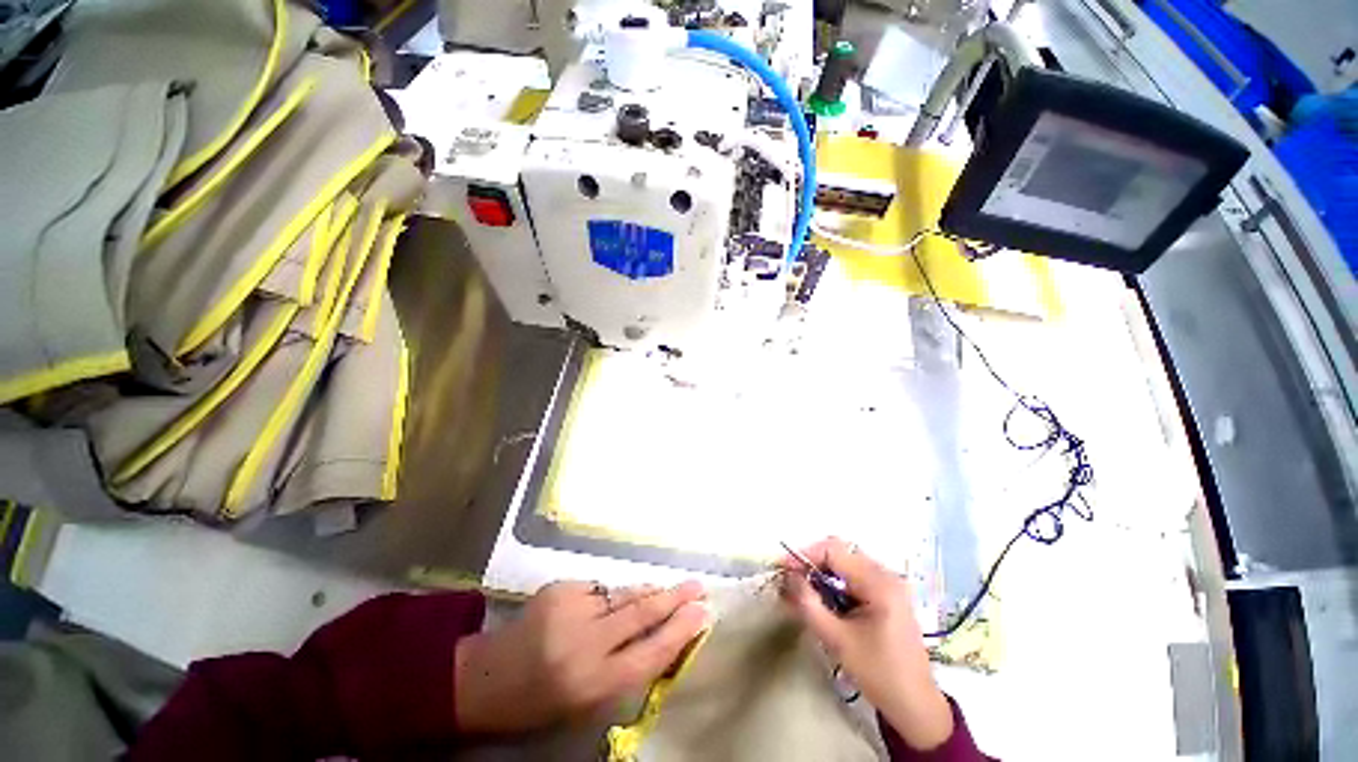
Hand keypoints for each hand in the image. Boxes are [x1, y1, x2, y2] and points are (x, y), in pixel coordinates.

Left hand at [454, 580, 708, 732]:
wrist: (487, 677)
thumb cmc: (542, 702)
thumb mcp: (588, 701)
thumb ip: (625, 666)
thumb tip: (663, 633)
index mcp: (591, 684)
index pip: (649, 654)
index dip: (680, 632)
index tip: (703, 614)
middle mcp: (583, 643)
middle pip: (641, 614)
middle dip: (674, 598)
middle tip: (698, 587)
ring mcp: (570, 609)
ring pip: (624, 594)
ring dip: (648, 592)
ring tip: (669, 590)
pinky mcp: (561, 588)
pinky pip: (601, 589)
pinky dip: (613, 595)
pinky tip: (612, 604)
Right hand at [781, 538, 953, 750]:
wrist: (916, 706)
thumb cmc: (878, 673)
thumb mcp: (837, 639)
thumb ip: (809, 603)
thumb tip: (788, 575)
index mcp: (879, 582)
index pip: (834, 550)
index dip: (805, 554)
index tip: (784, 568)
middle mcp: (886, 574)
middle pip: (841, 551)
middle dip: (812, 561)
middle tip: (792, 578)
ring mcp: (889, 583)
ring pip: (846, 562)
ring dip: (822, 571)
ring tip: (803, 589)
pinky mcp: (888, 594)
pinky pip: (855, 575)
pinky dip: (835, 581)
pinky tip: (824, 598)